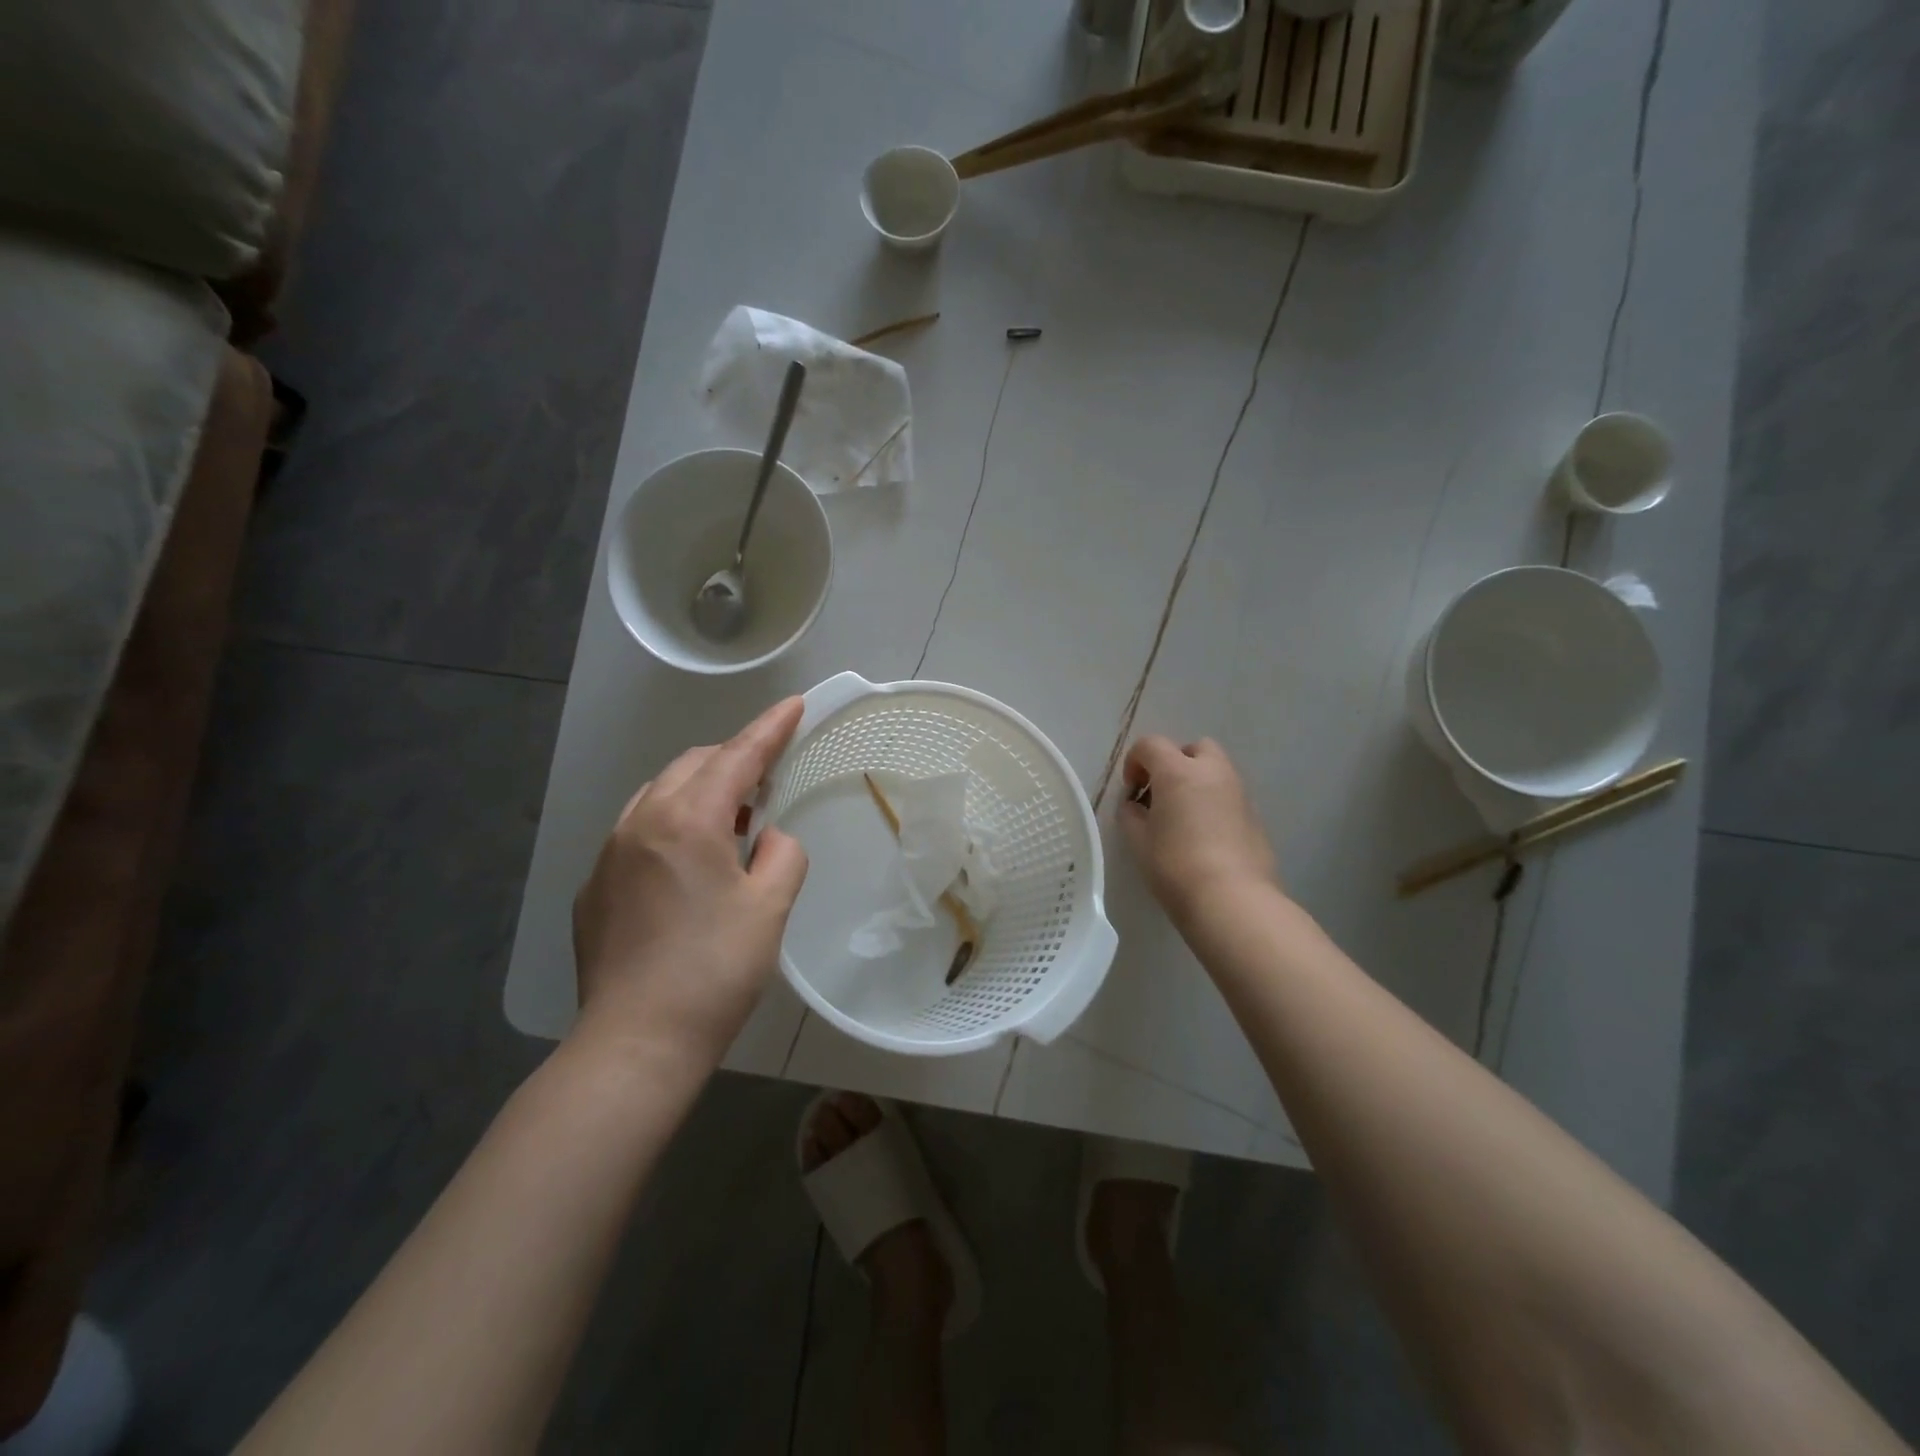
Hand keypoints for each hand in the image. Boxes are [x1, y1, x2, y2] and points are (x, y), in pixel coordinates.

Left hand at [571, 698, 808, 1068]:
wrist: (636, 1043)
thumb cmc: (715, 970)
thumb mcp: (770, 907)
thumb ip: (783, 854)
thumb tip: (769, 838)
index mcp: (688, 820)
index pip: (737, 756)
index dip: (770, 729)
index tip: (794, 705)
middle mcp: (640, 823)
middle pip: (693, 766)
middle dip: (733, 760)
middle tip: (769, 778)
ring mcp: (609, 854)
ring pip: (659, 795)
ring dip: (700, 792)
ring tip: (733, 821)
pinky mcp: (594, 888)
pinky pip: (637, 832)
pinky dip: (671, 826)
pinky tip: (688, 866)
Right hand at [1118, 735, 1279, 923]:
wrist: (1231, 899)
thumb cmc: (1174, 865)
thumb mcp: (1138, 840)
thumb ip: (1131, 814)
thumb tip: (1135, 805)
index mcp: (1178, 771)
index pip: (1151, 745)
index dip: (1135, 762)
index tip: (1132, 791)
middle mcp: (1212, 772)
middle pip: (1193, 748)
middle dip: (1175, 763)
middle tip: (1162, 794)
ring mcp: (1239, 792)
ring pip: (1216, 771)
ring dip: (1197, 782)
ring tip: (1183, 816)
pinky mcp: (1255, 816)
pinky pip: (1229, 796)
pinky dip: (1215, 803)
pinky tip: (1205, 836)